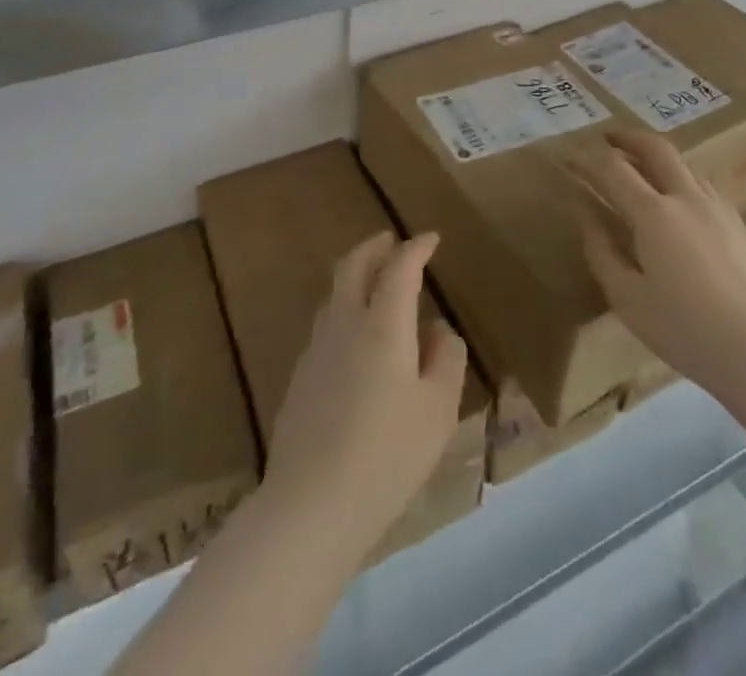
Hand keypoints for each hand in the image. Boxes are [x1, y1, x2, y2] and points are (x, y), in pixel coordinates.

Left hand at [260, 232, 467, 565]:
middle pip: (354, 266)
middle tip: (391, 241)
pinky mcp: (299, 378)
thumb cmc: (387, 455)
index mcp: (383, 325)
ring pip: (334, 294)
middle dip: (374, 247)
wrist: (310, 506)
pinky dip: (343, 310)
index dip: (416, 248)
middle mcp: (345, 324)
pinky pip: (325, 324)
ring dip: (355, 276)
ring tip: (373, 283)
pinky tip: (354, 337)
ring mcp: (316, 350)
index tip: (430, 239)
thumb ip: (446, 360)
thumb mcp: (438, 410)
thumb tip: (438, 330)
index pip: (399, 267)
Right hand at [561, 129, 745, 411]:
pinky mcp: (741, 226)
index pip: (614, 170)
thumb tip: (586, 216)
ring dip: (658, 158)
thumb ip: (602, 251)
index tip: (572, 154)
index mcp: (654, 213)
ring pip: (685, 165)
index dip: (589, 158)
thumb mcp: (628, 298)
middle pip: (656, 149)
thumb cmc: (685, 330)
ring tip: (642, 168)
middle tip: (608, 137)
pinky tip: (680, 203)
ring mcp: (719, 208)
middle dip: (628, 137)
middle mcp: (687, 198)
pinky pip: (705, 188)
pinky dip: (682, 180)